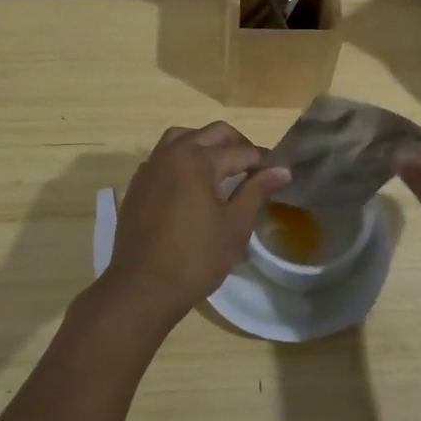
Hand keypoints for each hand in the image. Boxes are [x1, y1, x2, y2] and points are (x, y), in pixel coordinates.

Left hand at [98, 122, 290, 328]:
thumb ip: (257, 190)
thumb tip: (282, 169)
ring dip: (205, 144)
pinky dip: (181, 158)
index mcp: (198, 160)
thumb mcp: (235, 225)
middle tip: (254, 167)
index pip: (241, 151)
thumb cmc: (196, 257)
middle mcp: (172, 153)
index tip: (280, 172)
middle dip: (237, 144)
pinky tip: (191, 183)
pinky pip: (162, 157)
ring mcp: (150, 167)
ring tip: (222, 167)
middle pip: (211, 133)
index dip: (264, 161)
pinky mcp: (138, 184)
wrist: (143, 287)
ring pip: (182, 137)